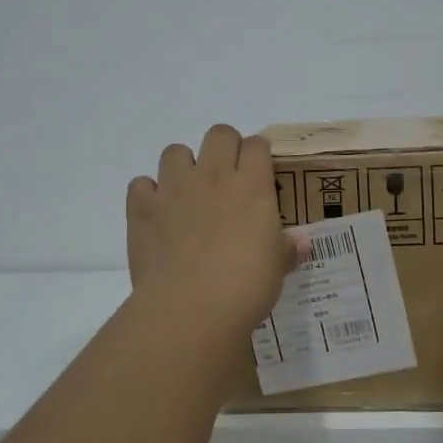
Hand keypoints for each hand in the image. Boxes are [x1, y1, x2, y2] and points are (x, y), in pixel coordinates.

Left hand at [126, 125, 306, 333]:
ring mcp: (174, 188)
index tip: (260, 174)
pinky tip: (158, 215)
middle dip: (224, 148)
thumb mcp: (277, 268)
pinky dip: (149, 195)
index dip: (259, 155)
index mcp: (252, 186)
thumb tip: (301, 242)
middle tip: (227, 179)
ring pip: (175, 151)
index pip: (257, 145)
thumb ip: (288, 249)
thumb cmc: (245, 286)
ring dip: (183, 167)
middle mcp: (213, 176)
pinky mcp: (143, 208)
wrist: (190, 309)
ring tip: (189, 194)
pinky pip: (141, 184)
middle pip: (219, 133)